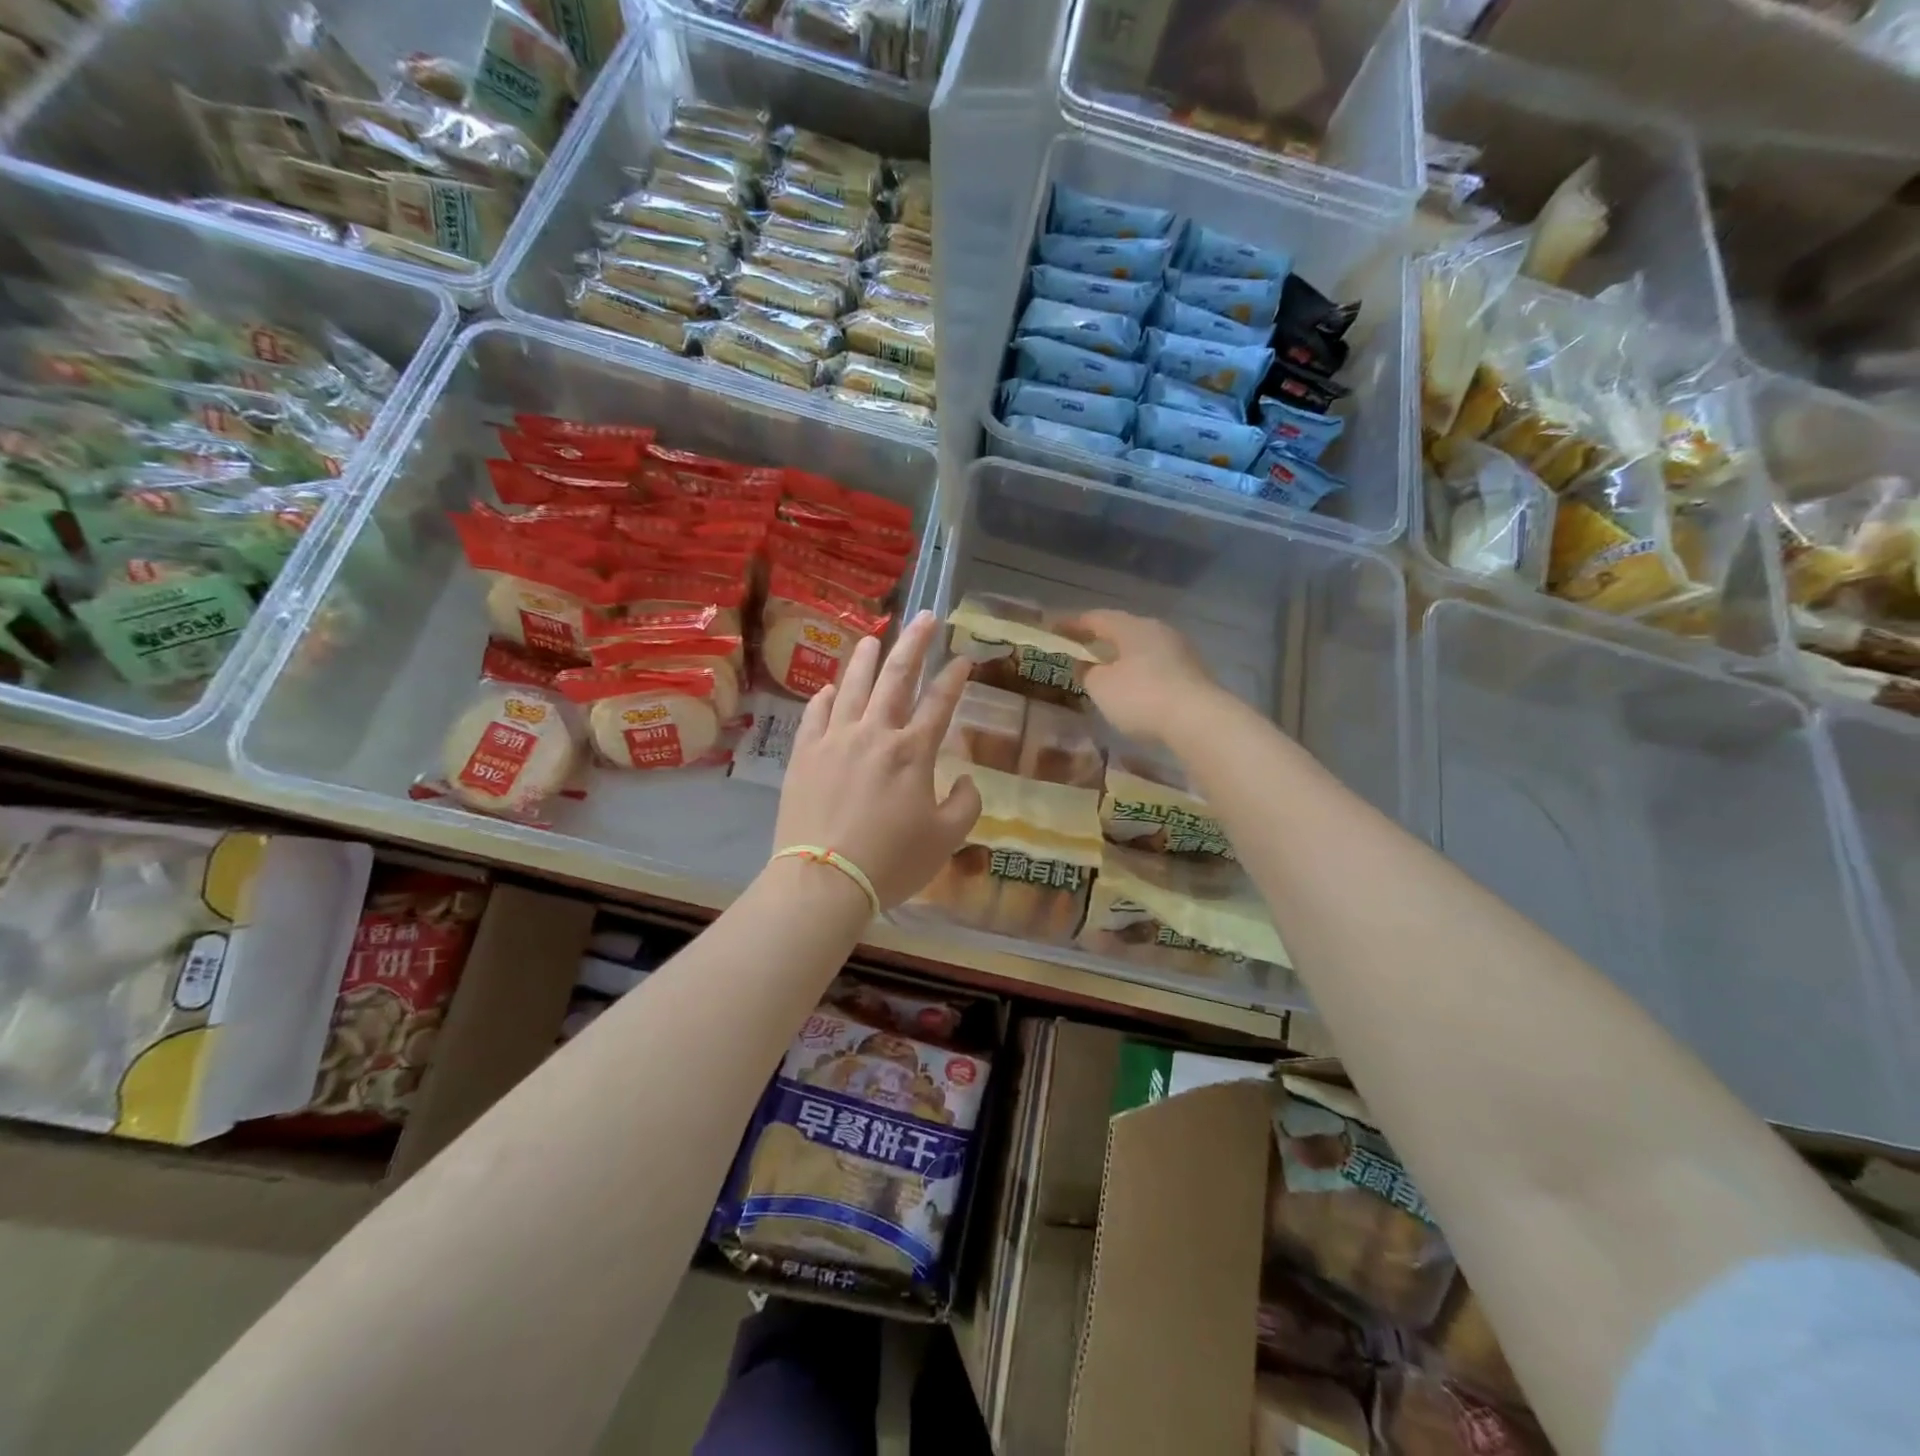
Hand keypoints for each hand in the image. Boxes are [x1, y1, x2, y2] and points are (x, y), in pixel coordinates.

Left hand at [774, 611, 981, 908]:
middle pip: (896, 678)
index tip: (963, 658)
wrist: (824, 879)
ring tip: (872, 638)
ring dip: (864, 659)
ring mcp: (835, 740)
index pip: (939, 703)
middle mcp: (875, 733)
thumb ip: (966, 804)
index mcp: (913, 752)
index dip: (954, 677)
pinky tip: (829, 688)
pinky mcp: (804, 755)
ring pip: (852, 687)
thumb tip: (966, 779)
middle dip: (913, 643)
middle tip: (923, 617)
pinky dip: (825, 697)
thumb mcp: (946, 839)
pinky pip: (815, 714)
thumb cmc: (891, 861)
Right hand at [1068, 610, 1228, 747]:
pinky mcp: (1194, 673)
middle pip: (1123, 630)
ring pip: (1143, 648)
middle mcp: (1158, 630)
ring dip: (1124, 657)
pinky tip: (1135, 689)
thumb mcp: (1101, 687)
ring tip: (1107, 671)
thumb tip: (1084, 665)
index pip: (1096, 617)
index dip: (1072, 623)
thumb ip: (1087, 672)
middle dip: (1101, 639)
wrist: (1199, 720)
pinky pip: (1158, 667)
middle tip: (1082, 649)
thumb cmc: (1140, 697)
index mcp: (1132, 627)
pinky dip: (1141, 673)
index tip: (1054, 628)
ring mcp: (1181, 651)